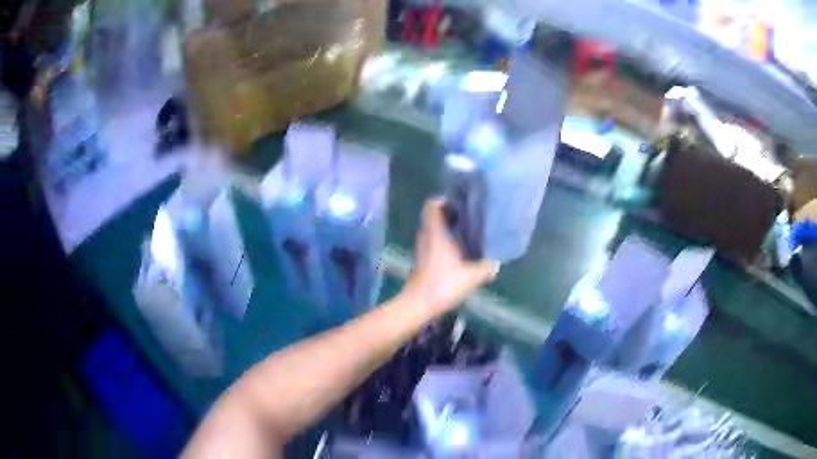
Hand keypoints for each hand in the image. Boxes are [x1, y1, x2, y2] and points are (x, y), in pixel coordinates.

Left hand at [402, 198, 499, 315]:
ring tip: (468, 233)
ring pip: (434, 231)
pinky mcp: (422, 260)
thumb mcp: (470, 277)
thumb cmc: (442, 285)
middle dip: (450, 215)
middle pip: (434, 217)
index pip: (432, 205)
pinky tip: (459, 252)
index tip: (461, 202)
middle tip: (470, 217)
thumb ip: (485, 268)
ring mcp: (422, 249)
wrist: (417, 305)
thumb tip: (497, 263)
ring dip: (448, 229)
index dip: (444, 200)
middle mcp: (426, 236)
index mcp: (435, 233)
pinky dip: (444, 242)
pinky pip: (433, 243)